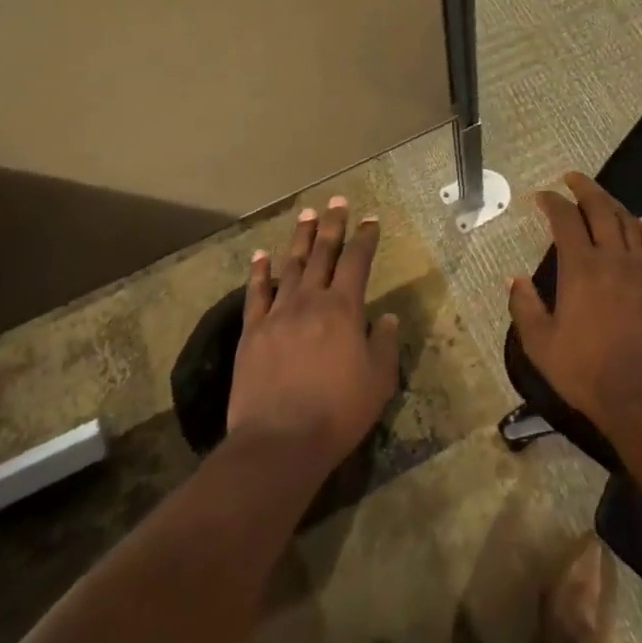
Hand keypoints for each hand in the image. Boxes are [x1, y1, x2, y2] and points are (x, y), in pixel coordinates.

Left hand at [227, 197, 400, 471]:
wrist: (279, 441)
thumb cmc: (337, 412)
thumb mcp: (378, 380)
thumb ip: (385, 344)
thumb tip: (389, 317)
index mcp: (344, 309)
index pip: (358, 262)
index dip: (366, 238)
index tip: (371, 220)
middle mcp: (311, 301)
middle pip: (323, 254)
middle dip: (332, 225)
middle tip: (336, 201)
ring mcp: (278, 314)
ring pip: (291, 266)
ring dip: (300, 238)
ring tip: (306, 215)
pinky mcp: (252, 332)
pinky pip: (256, 294)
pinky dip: (260, 272)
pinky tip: (261, 256)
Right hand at [508, 173, 641, 440]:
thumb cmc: (586, 371)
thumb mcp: (541, 344)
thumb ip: (525, 307)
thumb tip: (513, 279)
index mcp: (581, 268)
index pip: (565, 221)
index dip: (552, 203)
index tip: (541, 195)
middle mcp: (613, 259)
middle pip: (601, 210)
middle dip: (585, 189)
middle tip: (571, 178)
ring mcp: (641, 271)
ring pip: (629, 223)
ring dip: (613, 204)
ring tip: (601, 196)